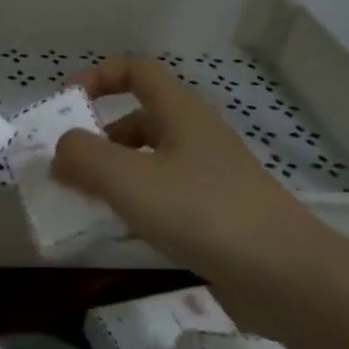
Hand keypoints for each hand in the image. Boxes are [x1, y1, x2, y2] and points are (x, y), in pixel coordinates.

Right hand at [51, 57, 316, 276]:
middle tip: (67, 168)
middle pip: (138, 121)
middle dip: (98, 139)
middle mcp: (195, 137)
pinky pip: (163, 199)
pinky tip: (119, 235)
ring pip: (148, 164)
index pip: (137, 71)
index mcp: (180, 112)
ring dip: (113, 178)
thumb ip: (83, 157)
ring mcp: (208, 178)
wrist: (286, 277)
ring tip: (83, 204)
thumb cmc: (202, 212)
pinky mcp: (215, 216)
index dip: (99, 77)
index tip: (68, 103)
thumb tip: (62, 151)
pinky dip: (135, 208)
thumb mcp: (128, 179)